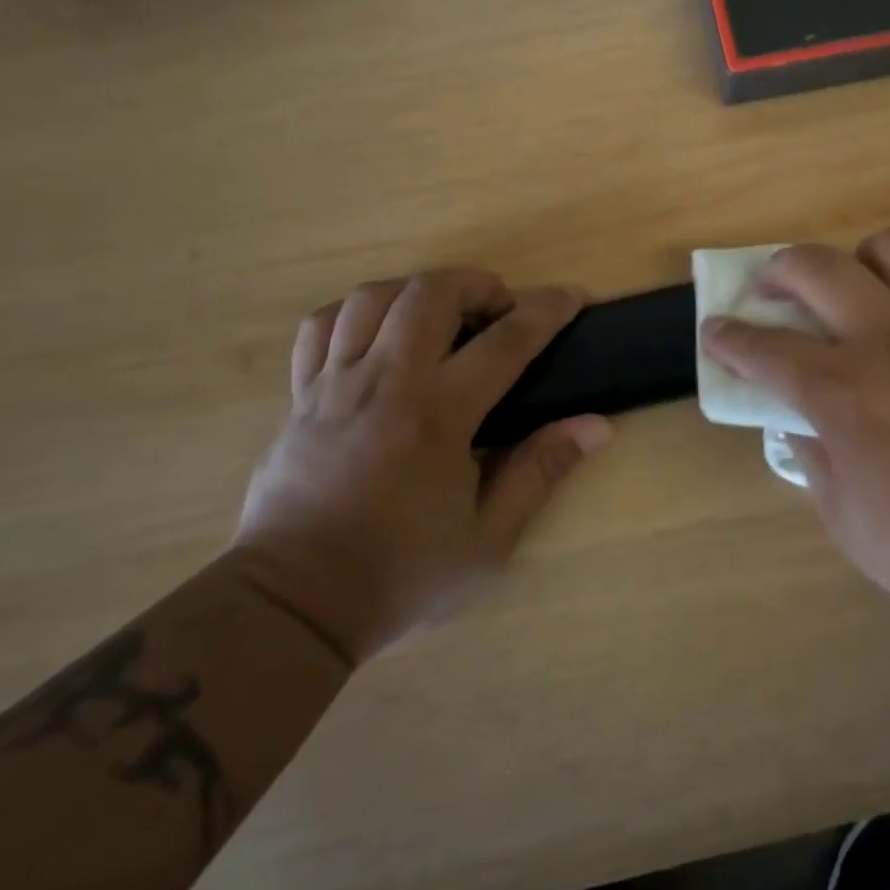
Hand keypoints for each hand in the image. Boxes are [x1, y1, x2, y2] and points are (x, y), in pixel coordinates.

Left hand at [231, 270, 610, 663]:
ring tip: (442, 314)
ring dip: (417, 290)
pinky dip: (355, 313)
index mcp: (438, 415)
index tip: (572, 297)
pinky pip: (320, 327)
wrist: (293, 606)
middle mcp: (385, 382)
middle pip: (430, 294)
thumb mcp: (489, 538)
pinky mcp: (300, 396)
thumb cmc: (401, 573)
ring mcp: (335, 384)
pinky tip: (378, 332)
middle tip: (499, 310)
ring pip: (372, 297)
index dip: (546, 311)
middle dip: (477, 284)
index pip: (505, 341)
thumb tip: (595, 425)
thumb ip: (541, 471)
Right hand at [700, 228, 889, 669]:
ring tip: (867, 290)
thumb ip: (815, 463)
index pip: (763, 347)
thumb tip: (800, 422)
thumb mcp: (854, 529)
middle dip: (777, 272)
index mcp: (846, 394)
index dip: (728, 337)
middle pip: (813, 267)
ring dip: (863, 262)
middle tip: (775, 289)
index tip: (717, 331)